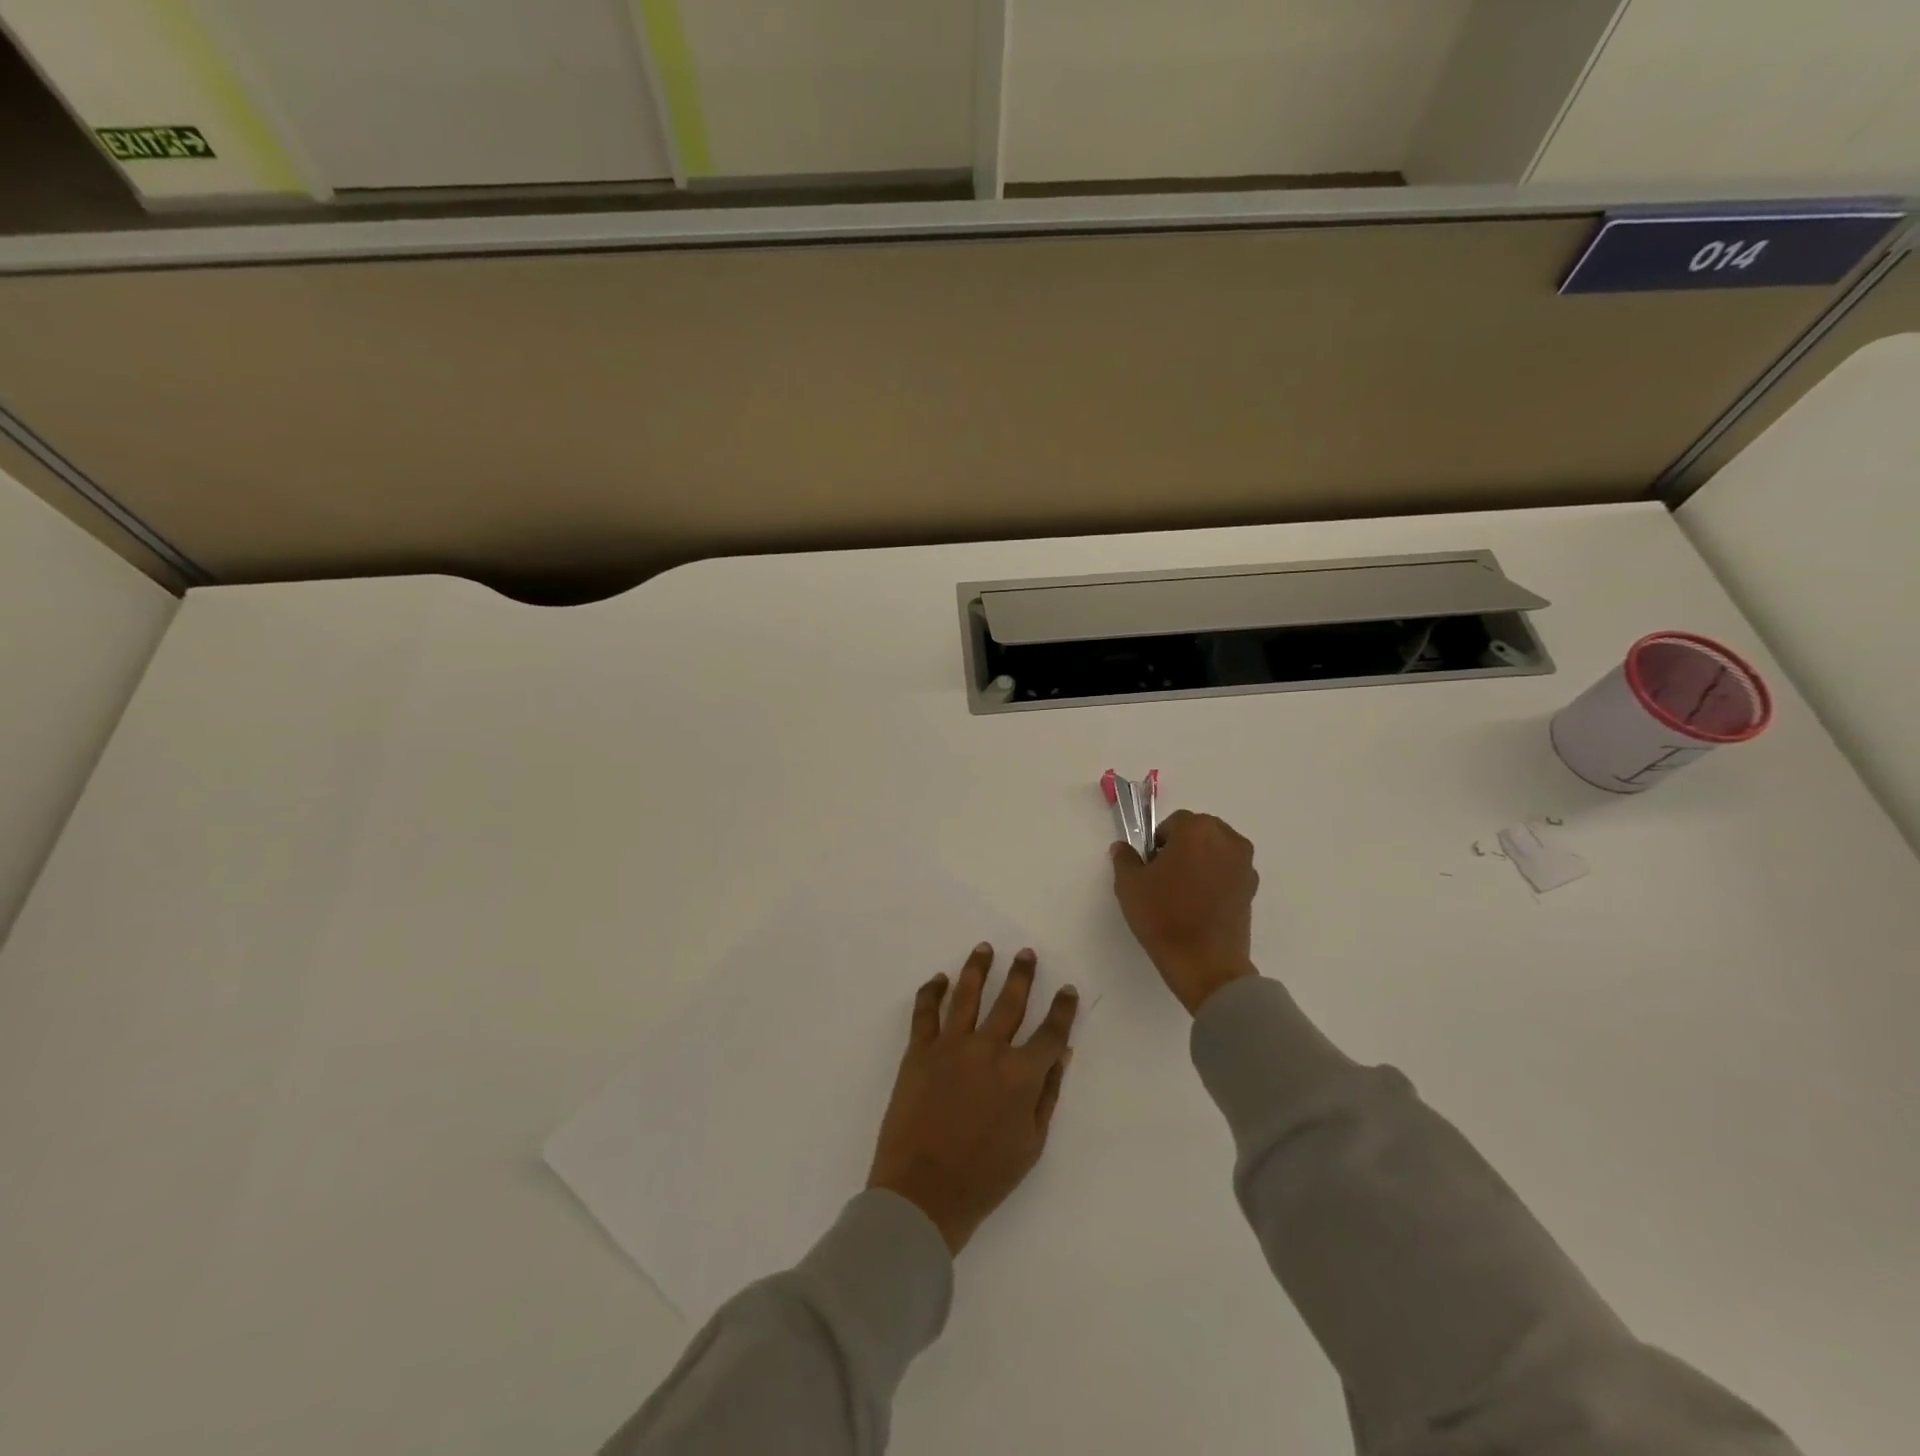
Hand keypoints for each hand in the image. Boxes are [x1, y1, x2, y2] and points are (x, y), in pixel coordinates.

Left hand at [867, 943, 1079, 1254]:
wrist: (922, 1194)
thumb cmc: (984, 1178)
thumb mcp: (1031, 1144)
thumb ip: (1048, 1094)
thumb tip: (1062, 1053)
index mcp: (1022, 1075)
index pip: (1051, 1032)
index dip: (1062, 1009)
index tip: (1067, 990)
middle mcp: (989, 1049)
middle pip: (1010, 1001)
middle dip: (1022, 974)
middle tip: (1026, 953)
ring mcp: (951, 1046)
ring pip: (967, 994)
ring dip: (978, 968)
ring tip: (984, 948)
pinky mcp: (919, 1051)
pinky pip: (925, 1011)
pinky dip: (932, 991)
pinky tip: (939, 978)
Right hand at [1111, 809, 1259, 1014]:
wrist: (1205, 964)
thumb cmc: (1163, 916)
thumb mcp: (1129, 885)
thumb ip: (1125, 858)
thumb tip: (1123, 848)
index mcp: (1197, 829)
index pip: (1173, 823)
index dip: (1157, 843)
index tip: (1149, 866)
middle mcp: (1227, 839)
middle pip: (1198, 833)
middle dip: (1182, 847)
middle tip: (1164, 877)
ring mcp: (1244, 864)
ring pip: (1215, 852)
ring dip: (1200, 862)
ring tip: (1183, 892)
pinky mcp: (1252, 889)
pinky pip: (1228, 872)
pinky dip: (1215, 879)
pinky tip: (1200, 904)